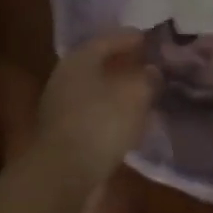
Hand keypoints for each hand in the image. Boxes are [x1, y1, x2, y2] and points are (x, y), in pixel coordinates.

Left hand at [35, 30, 157, 182]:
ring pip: (96, 91)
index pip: (106, 39)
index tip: (148, 38)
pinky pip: (94, 115)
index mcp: (78, 61)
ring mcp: (61, 108)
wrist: (64, 175)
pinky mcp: (65, 135)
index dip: (129, 37)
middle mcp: (65, 79)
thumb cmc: (100, 124)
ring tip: (144, 93)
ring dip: (118, 91)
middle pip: (98, 65)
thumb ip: (147, 79)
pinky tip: (130, 121)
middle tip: (148, 64)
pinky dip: (112, 114)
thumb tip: (151, 71)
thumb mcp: (134, 95)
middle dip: (123, 64)